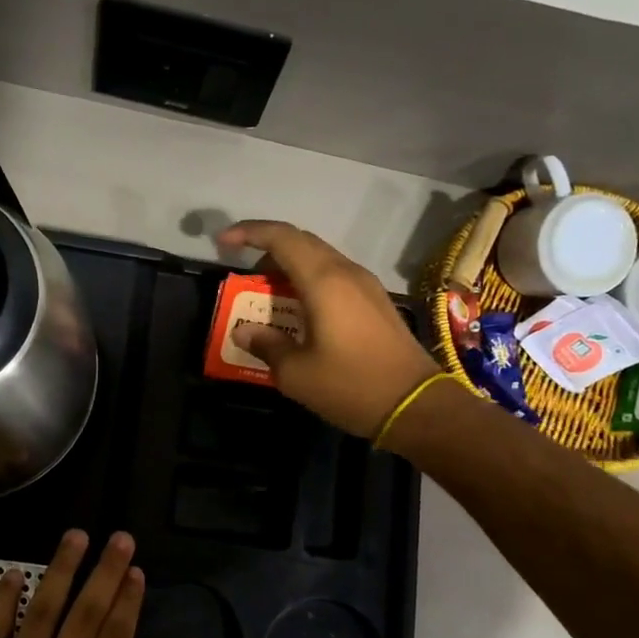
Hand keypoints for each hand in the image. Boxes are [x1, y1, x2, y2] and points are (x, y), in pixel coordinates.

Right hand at [216, 220, 439, 439]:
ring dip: (289, 266)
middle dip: (266, 250)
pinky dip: (308, 280)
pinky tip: (298, 309)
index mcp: (323, 281)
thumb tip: (244, 332)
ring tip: (266, 294)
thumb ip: (266, 345)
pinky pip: (334, 275)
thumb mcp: (296, 373)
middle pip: (301, 242)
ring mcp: (365, 285)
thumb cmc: (351, 386)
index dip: (248, 233)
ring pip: (319, 257)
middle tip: (243, 274)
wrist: (415, 404)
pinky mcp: (375, 301)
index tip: (223, 244)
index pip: (281, 238)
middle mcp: (346, 272)